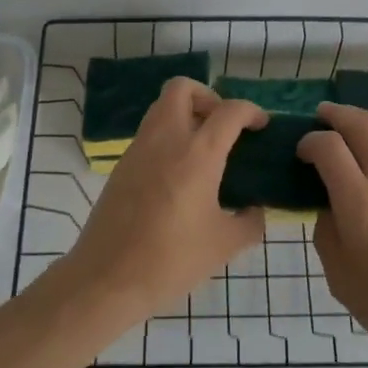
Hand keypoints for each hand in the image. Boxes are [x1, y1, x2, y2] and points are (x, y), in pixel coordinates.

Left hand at [53, 78, 266, 327]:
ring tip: (204, 150)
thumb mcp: (224, 245)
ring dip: (185, 115)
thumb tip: (256, 211)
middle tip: (222, 126)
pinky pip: (149, 133)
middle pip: (182, 88)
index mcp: (197, 153)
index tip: (261, 126)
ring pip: (161, 108)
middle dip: (208, 97)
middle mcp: (166, 139)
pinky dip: (168, 137)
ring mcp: (138, 149)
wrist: (107, 278)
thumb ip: (249, 222)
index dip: (251, 111)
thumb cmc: (171, 260)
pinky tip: (180, 174)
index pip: (229, 111)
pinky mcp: (122, 165)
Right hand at [297, 102, 367, 366]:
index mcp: (359, 202)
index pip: (329, 147)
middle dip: (338, 114)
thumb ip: (328, 235)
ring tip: (351, 120)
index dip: (310, 141)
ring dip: (366, 118)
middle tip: (321, 115)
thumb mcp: (341, 278)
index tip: (301, 151)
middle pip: (363, 127)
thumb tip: (331, 210)